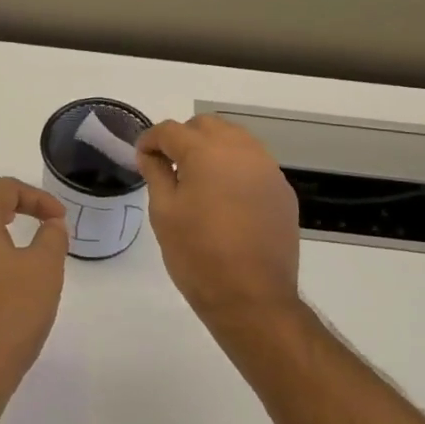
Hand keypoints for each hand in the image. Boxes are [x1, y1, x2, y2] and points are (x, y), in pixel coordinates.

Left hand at [0, 178, 68, 406]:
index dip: (36, 198)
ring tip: (26, 232)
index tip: (60, 219)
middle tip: (40, 214)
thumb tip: (51, 224)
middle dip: (12, 200)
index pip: (2, 188)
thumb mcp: (44, 269)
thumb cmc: (8, 313)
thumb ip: (52, 237)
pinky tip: (6, 263)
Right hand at [135, 115, 301, 328]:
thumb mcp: (164, 213)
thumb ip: (156, 173)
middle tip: (169, 165)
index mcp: (206, 152)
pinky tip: (226, 198)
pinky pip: (254, 163)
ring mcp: (267, 168)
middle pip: (207, 125)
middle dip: (184, 137)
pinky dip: (235, 168)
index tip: (142, 158)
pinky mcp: (282, 189)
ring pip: (235, 139)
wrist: (252, 297)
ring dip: (212, 149)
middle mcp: (241, 150)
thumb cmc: (198, 255)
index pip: (171, 130)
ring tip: (198, 179)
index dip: (151, 140)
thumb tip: (151, 154)